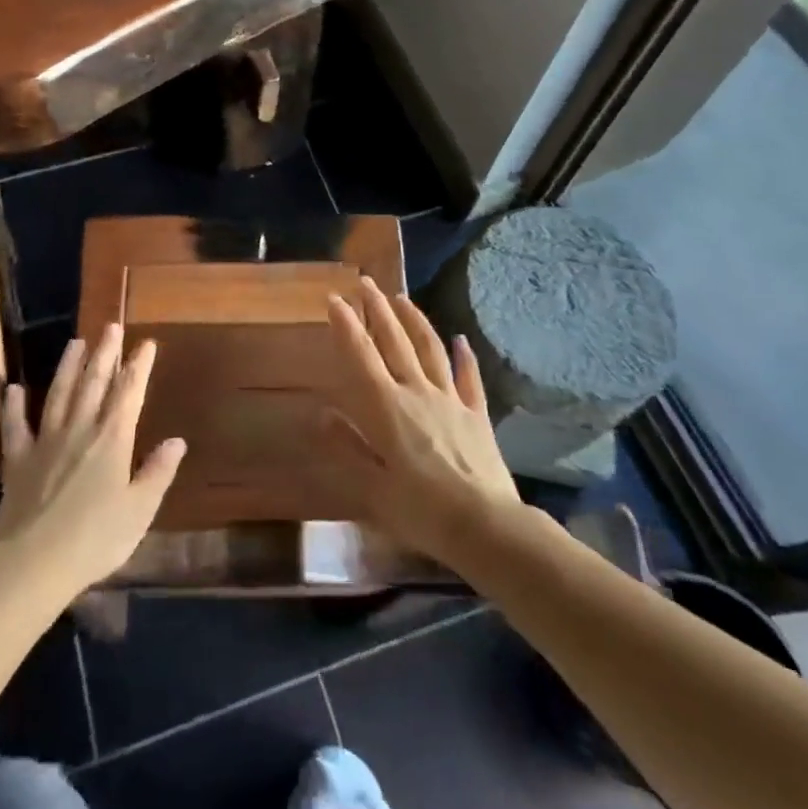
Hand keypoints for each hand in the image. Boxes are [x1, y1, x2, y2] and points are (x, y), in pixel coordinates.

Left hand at [0, 323, 185, 598]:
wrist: (33, 563)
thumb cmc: (95, 539)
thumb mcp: (139, 510)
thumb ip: (158, 472)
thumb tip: (177, 441)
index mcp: (113, 439)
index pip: (130, 392)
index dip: (139, 366)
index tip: (146, 343)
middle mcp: (80, 429)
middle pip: (94, 383)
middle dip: (105, 353)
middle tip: (111, 327)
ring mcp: (45, 441)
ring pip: (59, 393)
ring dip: (68, 366)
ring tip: (76, 342)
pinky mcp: (17, 459)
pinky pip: (15, 426)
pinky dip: (13, 406)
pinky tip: (13, 388)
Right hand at [324, 277, 518, 561]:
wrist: (486, 525)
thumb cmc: (421, 510)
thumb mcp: (373, 487)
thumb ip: (347, 446)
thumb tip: (321, 413)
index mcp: (386, 407)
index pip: (361, 356)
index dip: (346, 325)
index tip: (334, 298)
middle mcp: (416, 391)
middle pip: (395, 341)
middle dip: (378, 309)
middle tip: (366, 282)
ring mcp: (450, 399)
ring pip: (429, 349)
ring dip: (414, 321)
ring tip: (401, 299)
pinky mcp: (476, 414)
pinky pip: (468, 378)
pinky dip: (464, 356)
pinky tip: (460, 339)